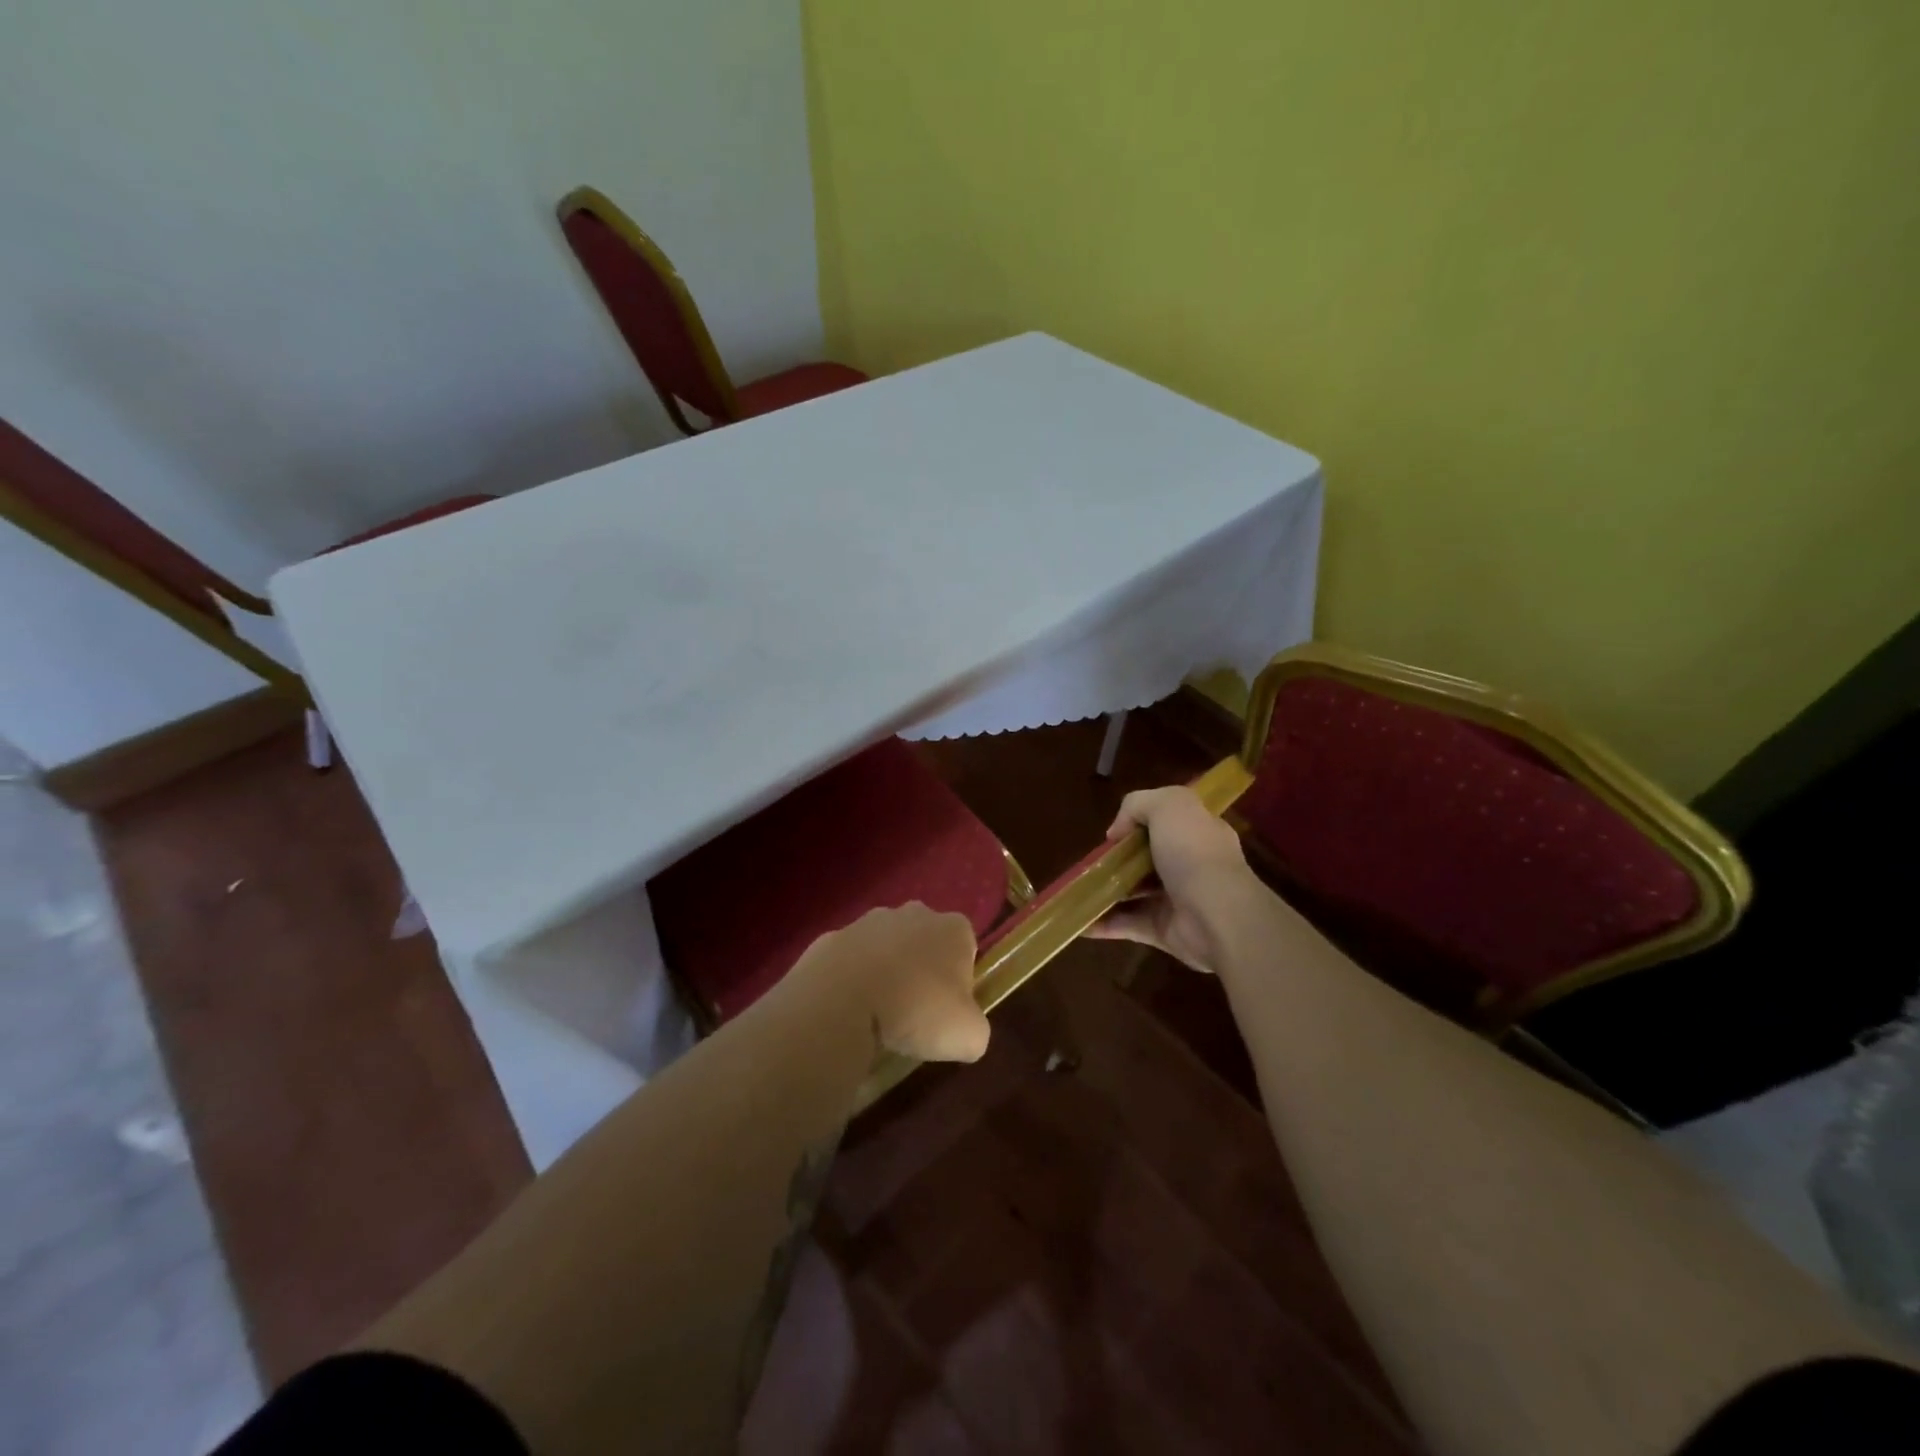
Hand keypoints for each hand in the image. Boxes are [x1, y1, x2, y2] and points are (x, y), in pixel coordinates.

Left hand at [789, 904, 990, 1062]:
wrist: (841, 1001)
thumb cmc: (916, 1010)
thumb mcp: (968, 1036)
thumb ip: (975, 1030)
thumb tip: (965, 1032)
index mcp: (953, 928)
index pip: (966, 949)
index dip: (960, 981)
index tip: (948, 1011)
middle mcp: (913, 913)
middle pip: (925, 943)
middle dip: (921, 971)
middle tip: (914, 1013)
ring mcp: (868, 921)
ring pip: (885, 948)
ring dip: (884, 973)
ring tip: (877, 1015)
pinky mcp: (832, 937)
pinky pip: (849, 961)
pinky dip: (851, 980)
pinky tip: (847, 1010)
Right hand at [1088, 785, 1254, 972]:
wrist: (1218, 916)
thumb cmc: (1194, 853)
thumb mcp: (1169, 805)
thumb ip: (1138, 804)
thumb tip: (1117, 833)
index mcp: (1198, 832)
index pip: (1168, 822)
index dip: (1138, 823)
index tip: (1114, 834)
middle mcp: (1190, 864)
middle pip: (1147, 858)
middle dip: (1118, 859)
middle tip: (1092, 863)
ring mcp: (1177, 900)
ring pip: (1135, 892)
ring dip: (1107, 891)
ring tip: (1077, 890)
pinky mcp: (1164, 930)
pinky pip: (1128, 925)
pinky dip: (1104, 925)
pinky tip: (1080, 922)